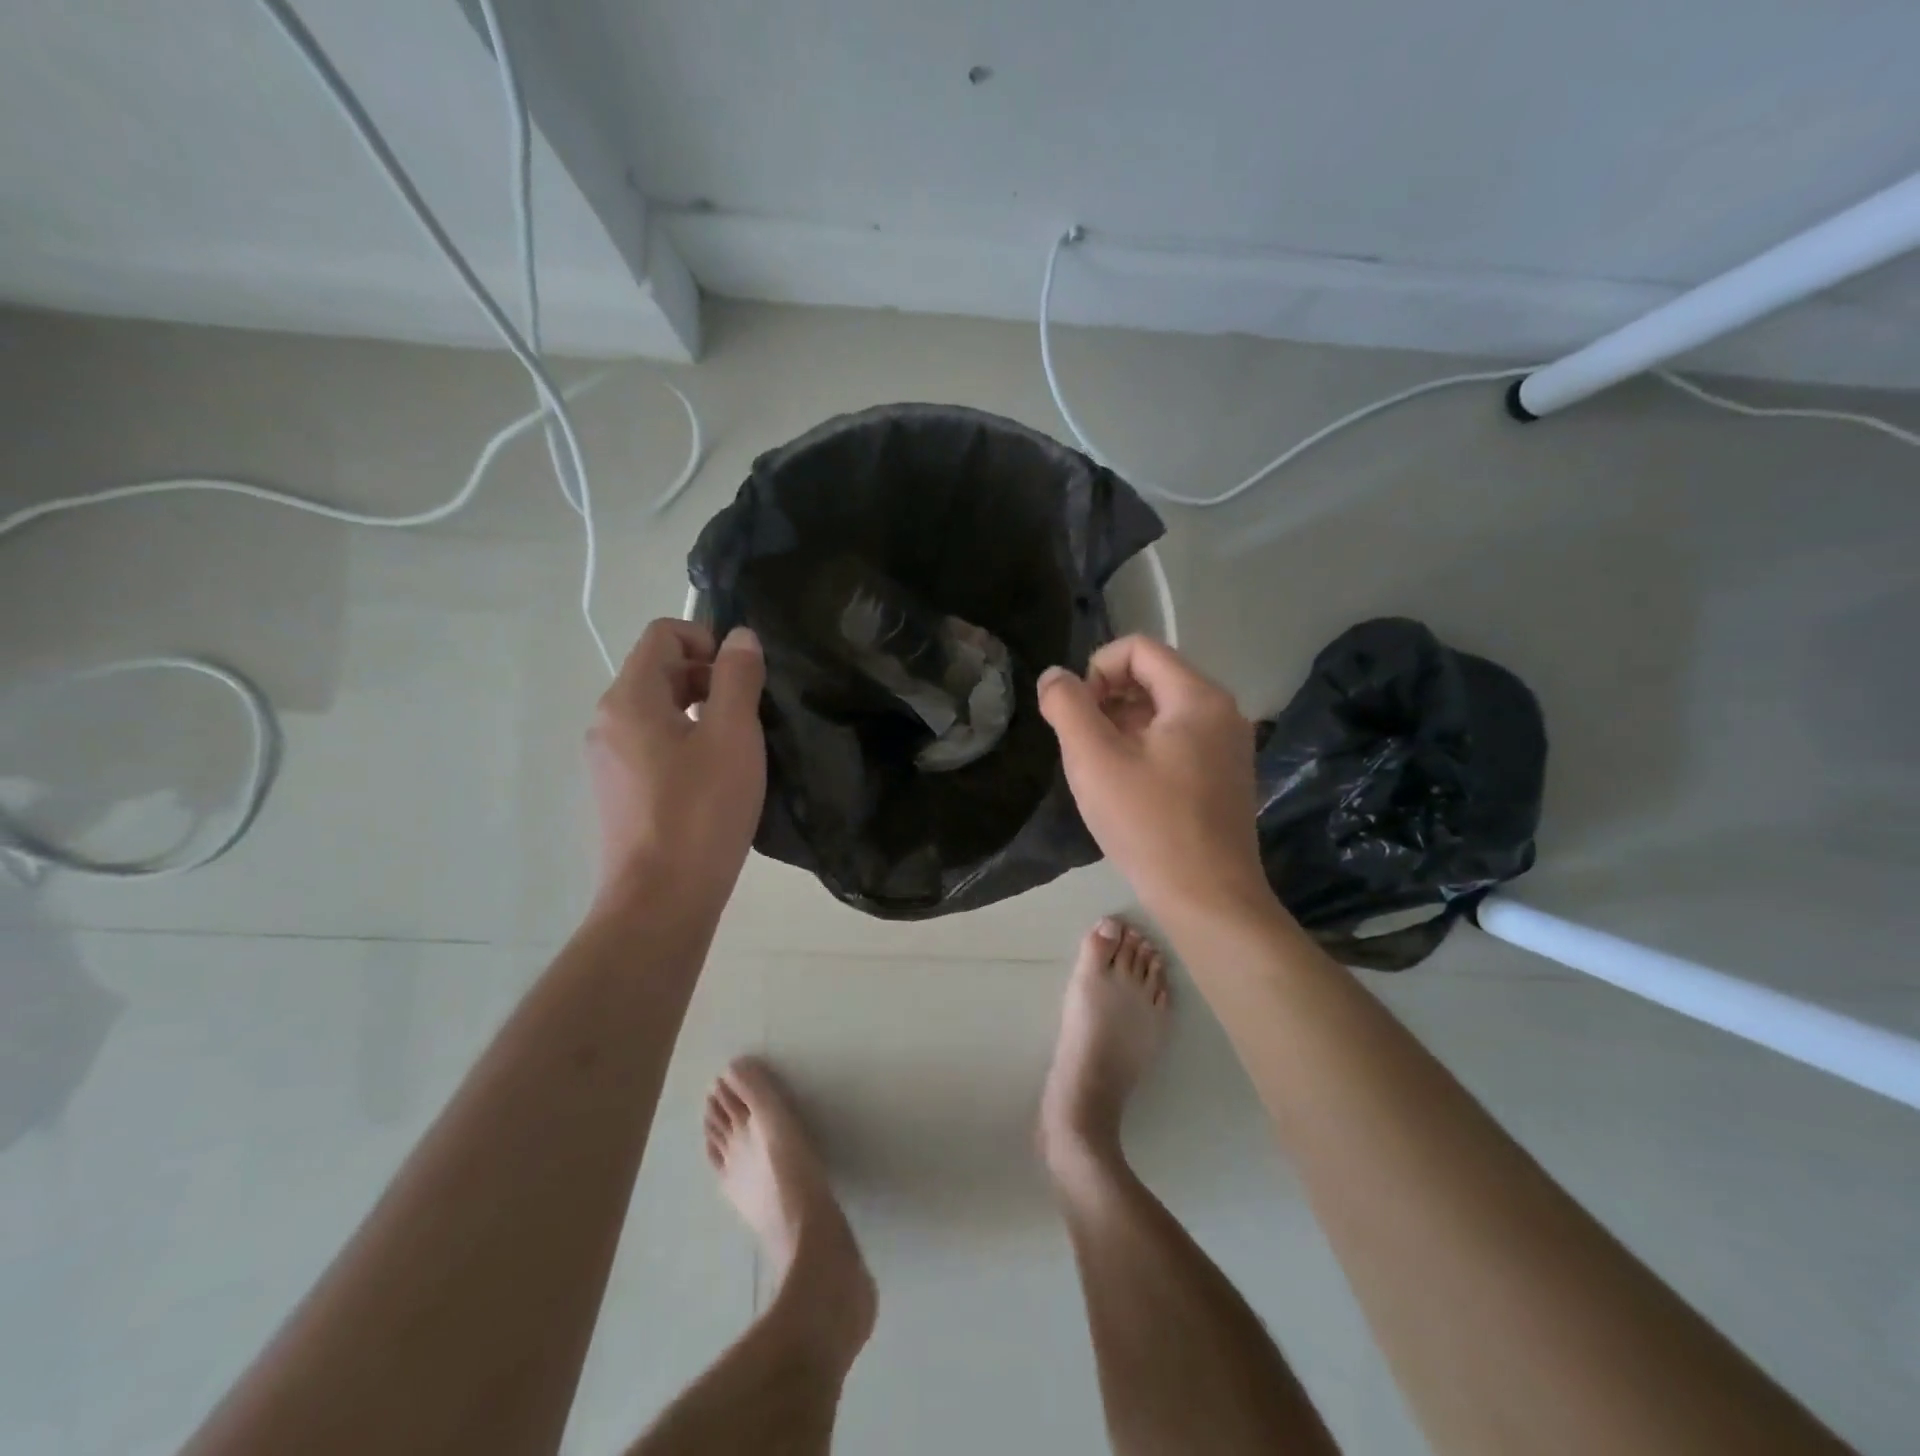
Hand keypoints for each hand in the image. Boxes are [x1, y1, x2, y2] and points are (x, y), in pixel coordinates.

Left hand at [586, 619, 765, 913]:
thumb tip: (741, 637)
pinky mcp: (617, 793)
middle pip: (660, 671)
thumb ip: (738, 677)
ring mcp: (607, 760)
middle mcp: (607, 721)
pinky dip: (684, 745)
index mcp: (630, 698)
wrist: (661, 900)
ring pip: (657, 712)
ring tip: (737, 750)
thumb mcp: (733, 735)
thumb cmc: (701, 811)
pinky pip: (651, 746)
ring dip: (700, 714)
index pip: (663, 634)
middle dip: (708, 679)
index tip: (743, 680)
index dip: (709, 640)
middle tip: (750, 716)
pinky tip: (714, 782)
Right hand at [1038, 636, 1270, 922]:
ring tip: (1100, 769)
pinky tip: (1127, 789)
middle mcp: (1222, 713)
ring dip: (1122, 727)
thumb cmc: (1148, 824)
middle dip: (1107, 700)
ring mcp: (1229, 747)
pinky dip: (1144, 749)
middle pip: (1153, 677)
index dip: (1096, 670)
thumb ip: (1067, 706)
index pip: (1138, 649)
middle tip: (1083, 744)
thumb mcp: (1094, 759)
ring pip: (1163, 713)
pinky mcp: (1225, 778)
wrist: (1208, 899)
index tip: (1077, 714)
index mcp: (1198, 697)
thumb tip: (1055, 676)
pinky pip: (1178, 742)